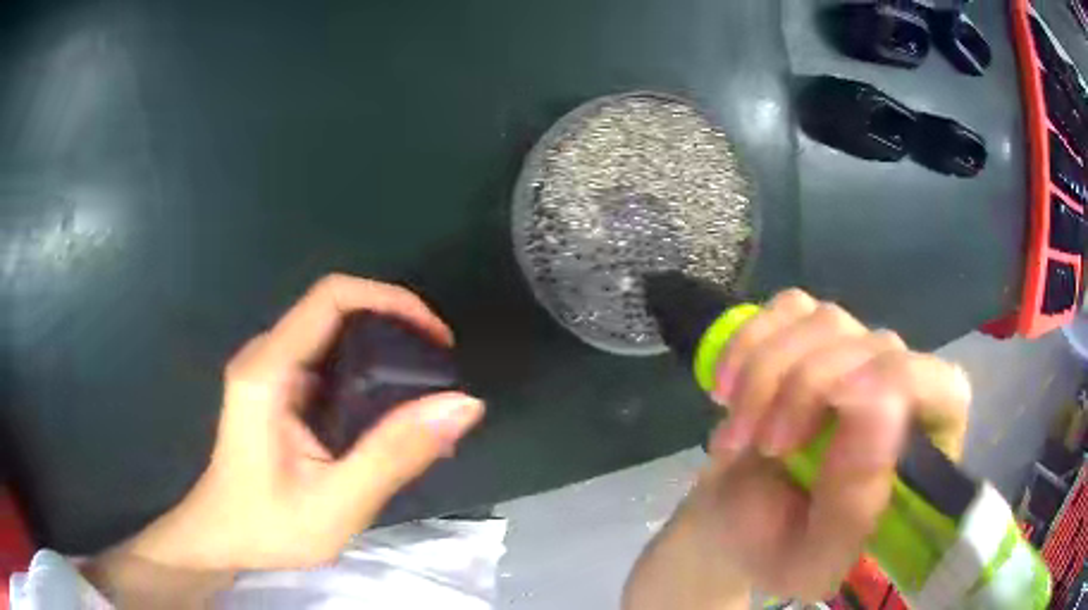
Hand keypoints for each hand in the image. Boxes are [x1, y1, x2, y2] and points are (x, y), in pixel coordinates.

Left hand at [122, 274, 484, 571]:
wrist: (221, 537)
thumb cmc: (268, 527)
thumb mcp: (338, 503)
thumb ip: (396, 454)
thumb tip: (463, 405)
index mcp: (268, 371)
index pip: (332, 298)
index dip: (391, 301)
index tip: (436, 338)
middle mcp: (266, 356)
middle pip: (336, 310)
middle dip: (395, 327)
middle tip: (439, 371)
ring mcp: (269, 370)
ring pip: (334, 335)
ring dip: (383, 352)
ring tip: (423, 394)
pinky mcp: (277, 388)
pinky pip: (327, 361)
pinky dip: (366, 375)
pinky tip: (388, 412)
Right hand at [689, 289, 969, 599]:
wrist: (729, 524)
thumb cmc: (777, 551)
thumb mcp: (812, 560)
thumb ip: (854, 507)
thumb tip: (880, 406)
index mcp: (920, 455)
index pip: (944, 389)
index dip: (898, 381)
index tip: (834, 404)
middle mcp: (900, 393)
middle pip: (876, 346)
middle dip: (804, 389)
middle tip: (761, 444)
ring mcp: (856, 355)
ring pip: (825, 321)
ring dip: (765, 375)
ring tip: (737, 435)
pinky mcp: (811, 336)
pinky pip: (786, 308)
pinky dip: (748, 342)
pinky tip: (728, 390)